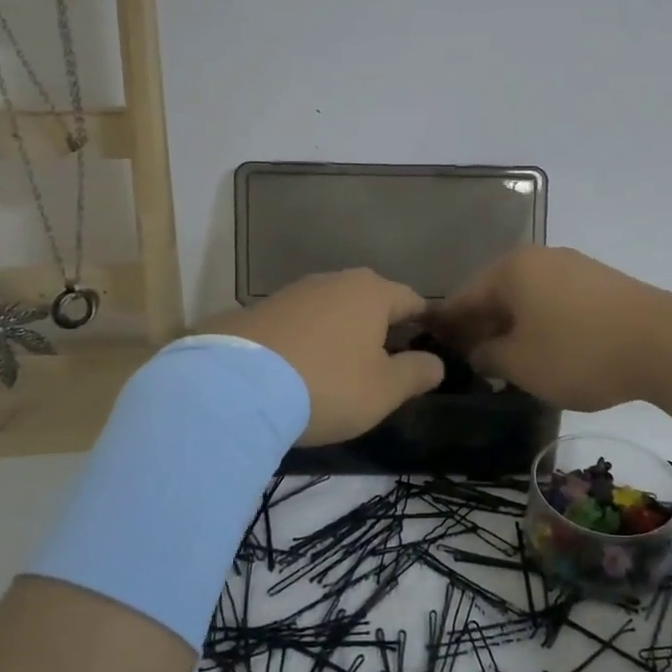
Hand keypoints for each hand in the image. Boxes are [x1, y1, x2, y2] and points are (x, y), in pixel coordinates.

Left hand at [202, 268, 444, 445]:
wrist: (235, 387)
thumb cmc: (327, 384)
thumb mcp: (383, 390)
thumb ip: (416, 373)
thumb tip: (436, 363)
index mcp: (371, 292)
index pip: (411, 300)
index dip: (424, 323)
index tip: (428, 345)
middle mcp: (333, 281)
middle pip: (369, 301)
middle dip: (380, 327)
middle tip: (385, 362)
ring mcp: (292, 292)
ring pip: (331, 310)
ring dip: (341, 333)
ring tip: (340, 367)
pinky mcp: (258, 310)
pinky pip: (298, 323)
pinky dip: (307, 340)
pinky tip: (300, 368)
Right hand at [430, 247, 671, 410]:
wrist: (666, 343)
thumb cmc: (579, 352)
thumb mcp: (521, 363)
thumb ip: (488, 355)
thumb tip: (475, 350)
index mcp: (510, 269)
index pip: (463, 298)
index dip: (447, 326)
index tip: (434, 350)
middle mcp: (539, 258)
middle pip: (495, 294)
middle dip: (480, 326)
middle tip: (470, 361)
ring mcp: (573, 266)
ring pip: (527, 297)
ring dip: (512, 326)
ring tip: (507, 360)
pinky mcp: (600, 282)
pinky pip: (554, 301)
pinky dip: (541, 323)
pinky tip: (545, 349)